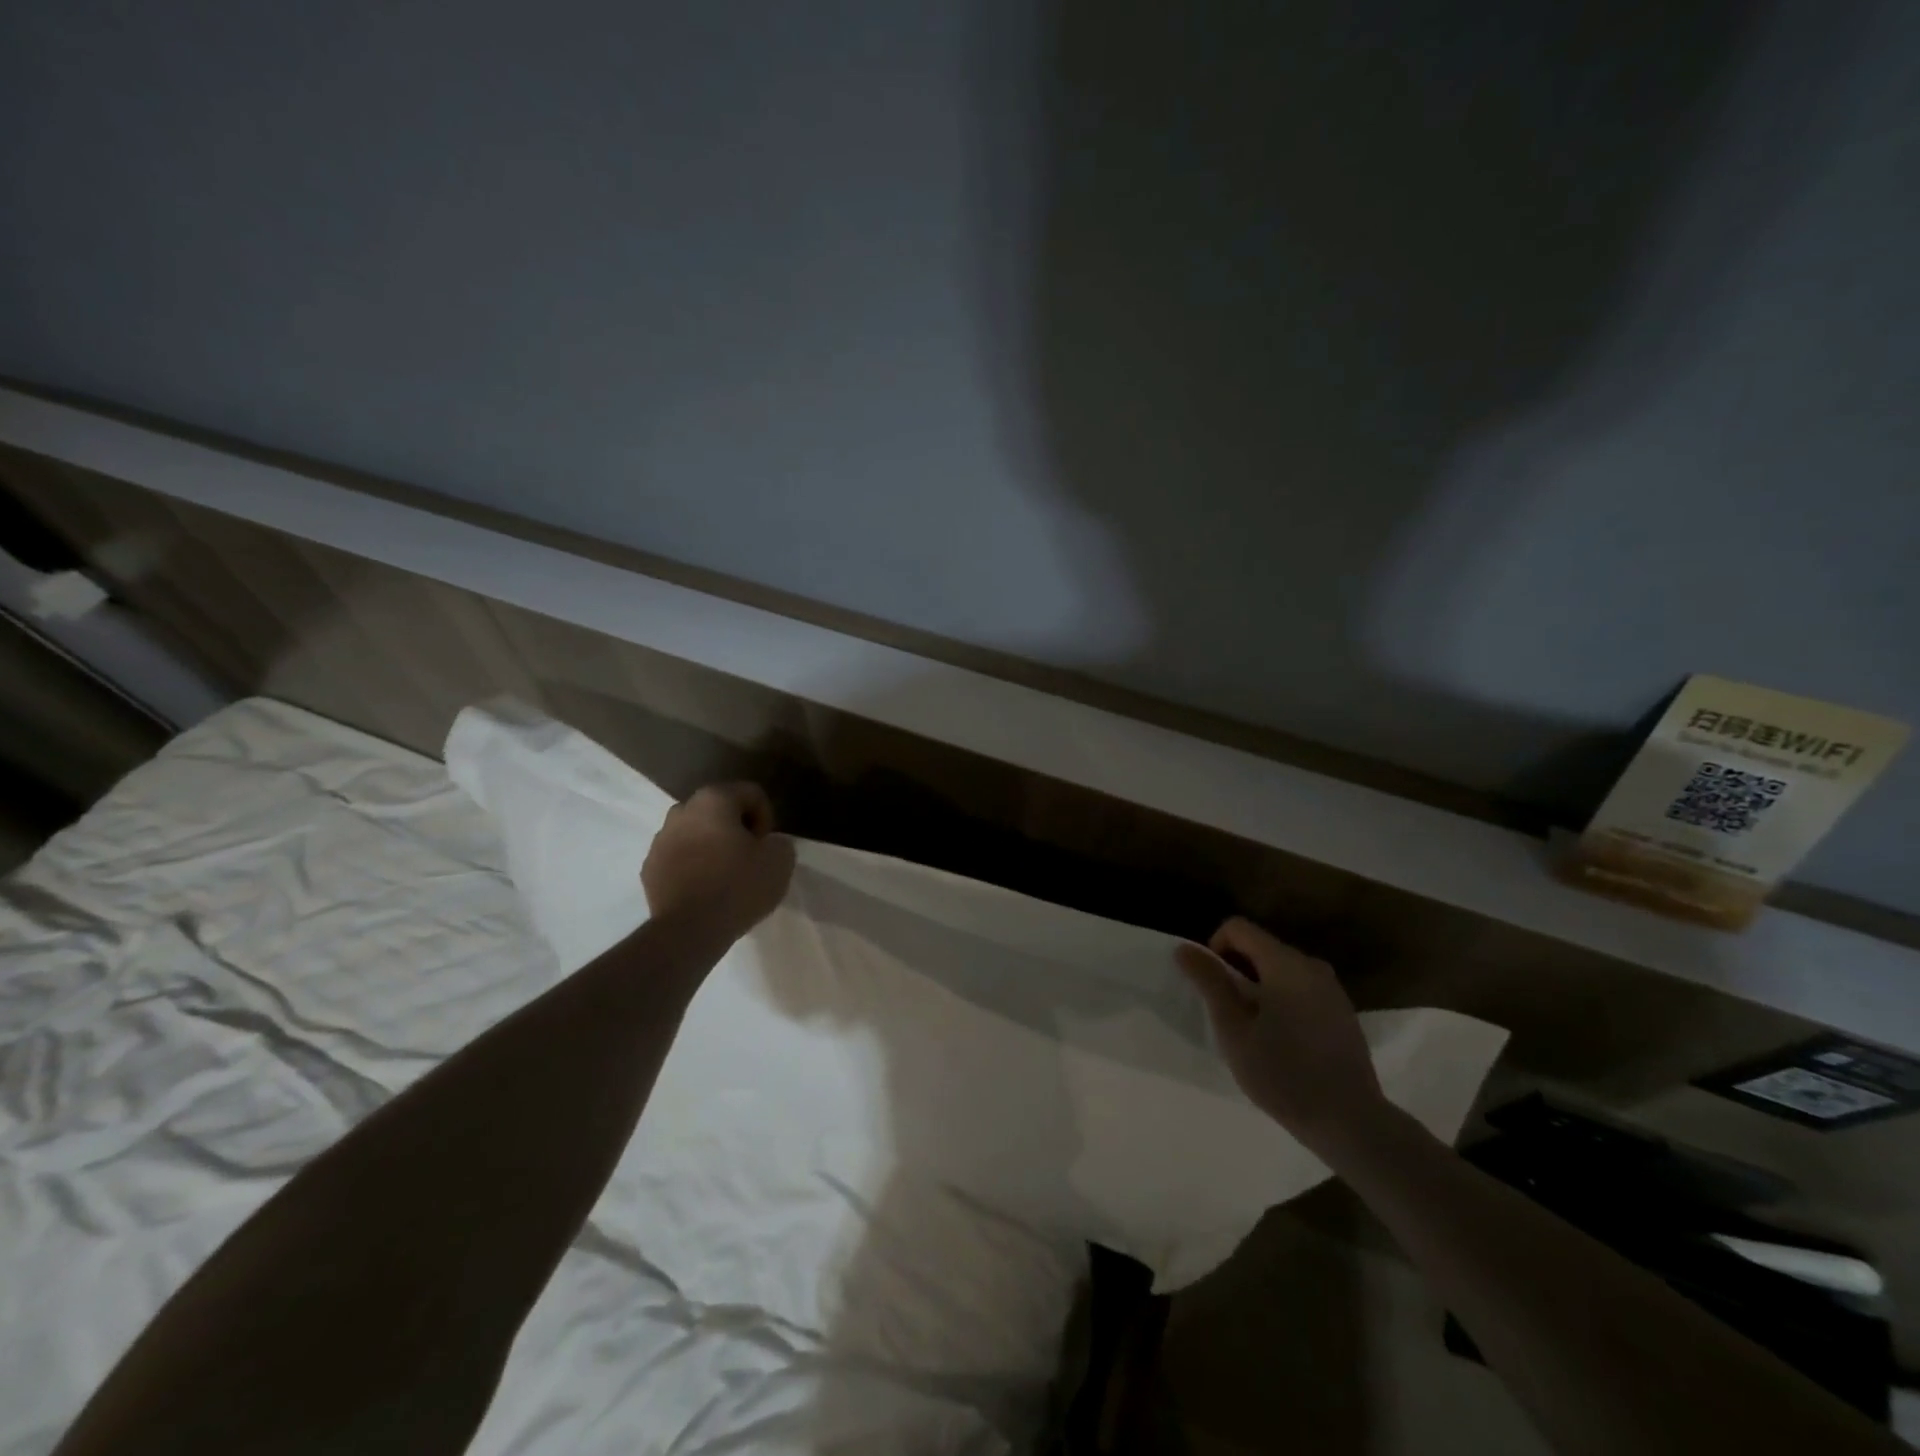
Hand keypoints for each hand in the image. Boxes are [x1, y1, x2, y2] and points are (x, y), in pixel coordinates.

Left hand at [642, 783, 795, 939]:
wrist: (689, 930)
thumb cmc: (738, 886)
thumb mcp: (780, 861)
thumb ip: (779, 842)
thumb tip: (767, 845)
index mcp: (714, 799)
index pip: (751, 793)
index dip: (766, 818)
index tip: (766, 846)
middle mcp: (682, 811)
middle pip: (719, 811)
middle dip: (736, 829)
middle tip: (749, 858)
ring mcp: (660, 840)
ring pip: (695, 834)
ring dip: (712, 847)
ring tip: (726, 876)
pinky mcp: (649, 868)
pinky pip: (679, 858)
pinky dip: (693, 867)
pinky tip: (704, 891)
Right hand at [1177, 917, 1389, 1154]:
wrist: (1351, 1122)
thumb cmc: (1283, 1074)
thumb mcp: (1234, 1029)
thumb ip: (1210, 983)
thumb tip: (1184, 948)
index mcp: (1285, 964)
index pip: (1238, 928)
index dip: (1214, 947)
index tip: (1212, 987)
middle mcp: (1312, 966)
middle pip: (1261, 947)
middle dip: (1237, 970)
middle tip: (1229, 1014)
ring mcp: (1332, 989)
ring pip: (1281, 969)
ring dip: (1260, 987)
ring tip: (1255, 1030)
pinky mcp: (1343, 1011)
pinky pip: (1302, 988)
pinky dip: (1283, 1000)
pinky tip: (1284, 1041)